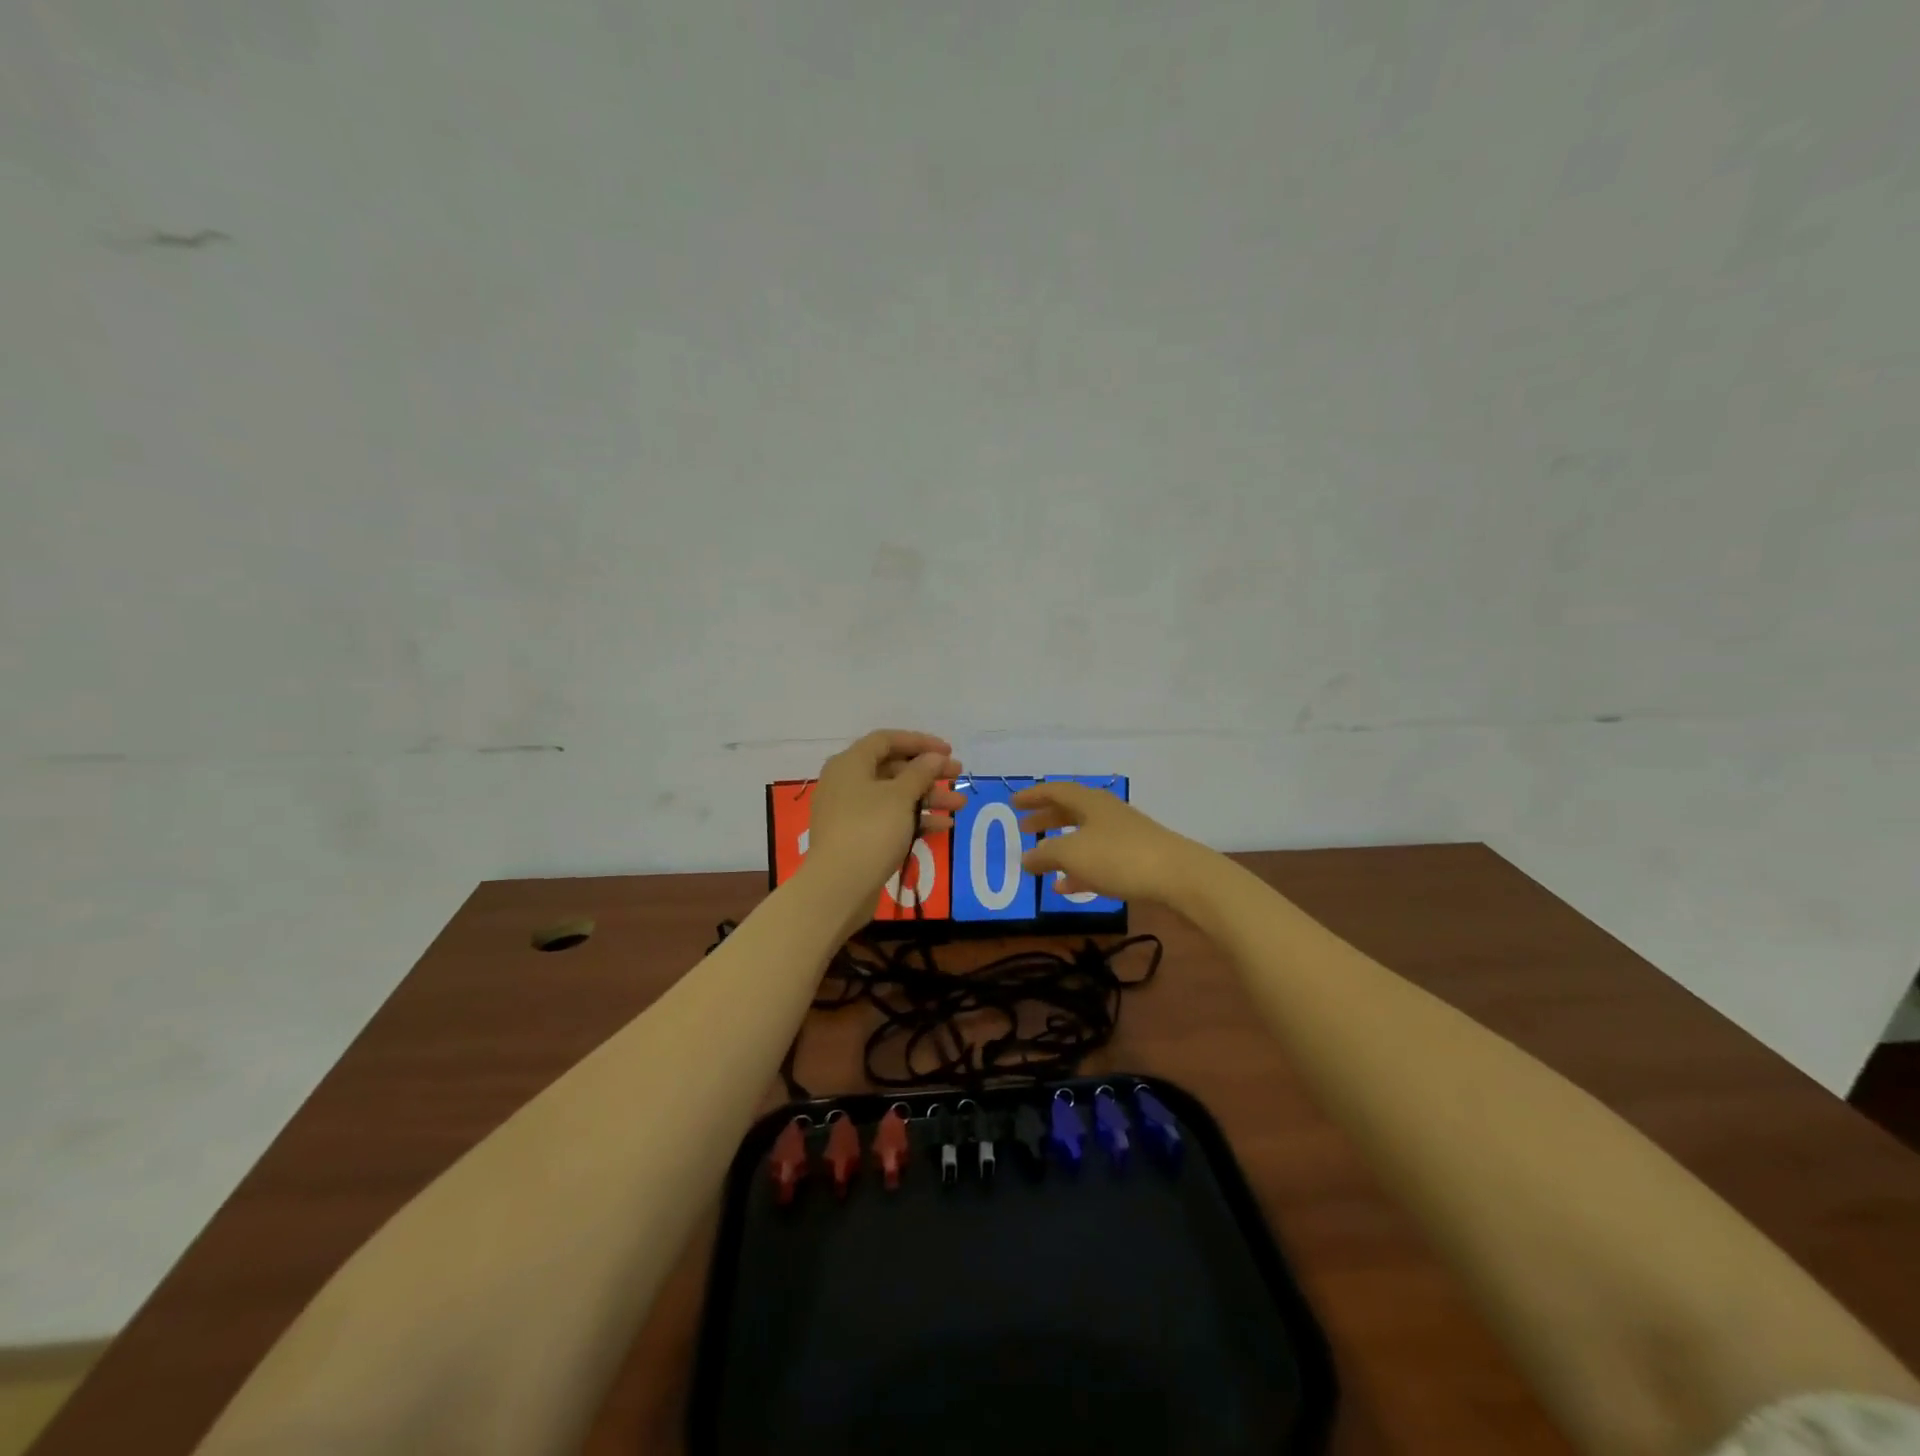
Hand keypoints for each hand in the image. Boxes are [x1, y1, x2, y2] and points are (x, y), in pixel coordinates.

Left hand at [805, 730, 964, 897]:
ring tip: (960, 805)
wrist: (839, 887)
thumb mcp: (900, 796)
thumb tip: (933, 756)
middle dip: (928, 772)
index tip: (948, 751)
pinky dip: (914, 819)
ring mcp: (850, 812)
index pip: (886, 740)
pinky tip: (943, 827)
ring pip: (894, 796)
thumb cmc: (870, 830)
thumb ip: (920, 772)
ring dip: (928, 797)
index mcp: (850, 764)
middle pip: (892, 768)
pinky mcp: (857, 837)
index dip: (919, 742)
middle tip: (958, 775)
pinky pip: (889, 819)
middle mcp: (846, 782)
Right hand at [1014, 781, 1208, 905]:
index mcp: (1089, 802)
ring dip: (1061, 847)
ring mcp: (1123, 835)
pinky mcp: (1135, 858)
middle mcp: (1106, 812)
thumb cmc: (1118, 856)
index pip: (1055, 791)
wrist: (1177, 876)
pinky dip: (1079, 869)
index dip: (1033, 796)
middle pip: (1070, 811)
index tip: (1013, 803)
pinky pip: (1098, 859)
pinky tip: (1066, 887)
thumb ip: (1045, 855)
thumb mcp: (1073, 854)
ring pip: (1084, 836)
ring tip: (1041, 863)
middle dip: (1046, 819)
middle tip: (1024, 829)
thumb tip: (1025, 858)